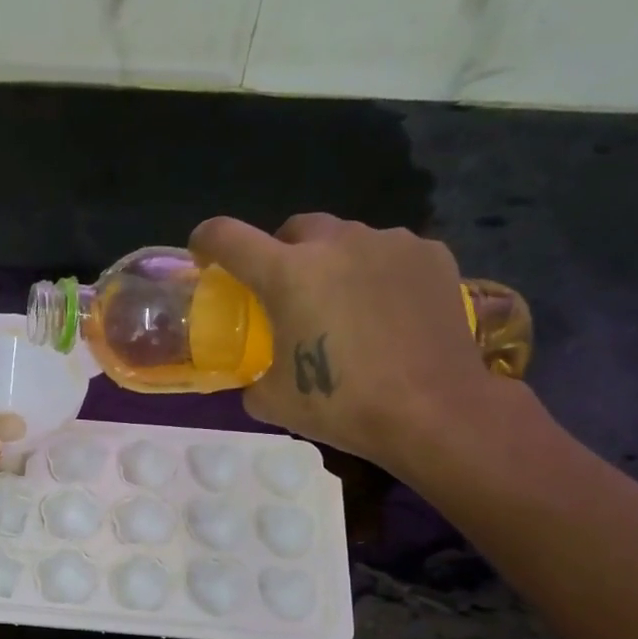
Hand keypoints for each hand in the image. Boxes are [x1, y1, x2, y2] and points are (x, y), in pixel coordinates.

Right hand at [190, 213, 501, 475]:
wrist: (433, 410)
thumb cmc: (343, 405)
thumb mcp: (275, 402)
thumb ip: (253, 379)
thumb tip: (255, 377)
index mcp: (287, 274)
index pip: (228, 237)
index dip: (207, 241)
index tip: (204, 254)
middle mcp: (336, 243)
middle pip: (294, 228)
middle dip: (281, 253)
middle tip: (286, 292)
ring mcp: (389, 243)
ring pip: (346, 239)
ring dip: (333, 263)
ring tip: (344, 305)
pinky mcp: (430, 255)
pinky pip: (389, 253)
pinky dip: (377, 273)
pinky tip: (386, 311)